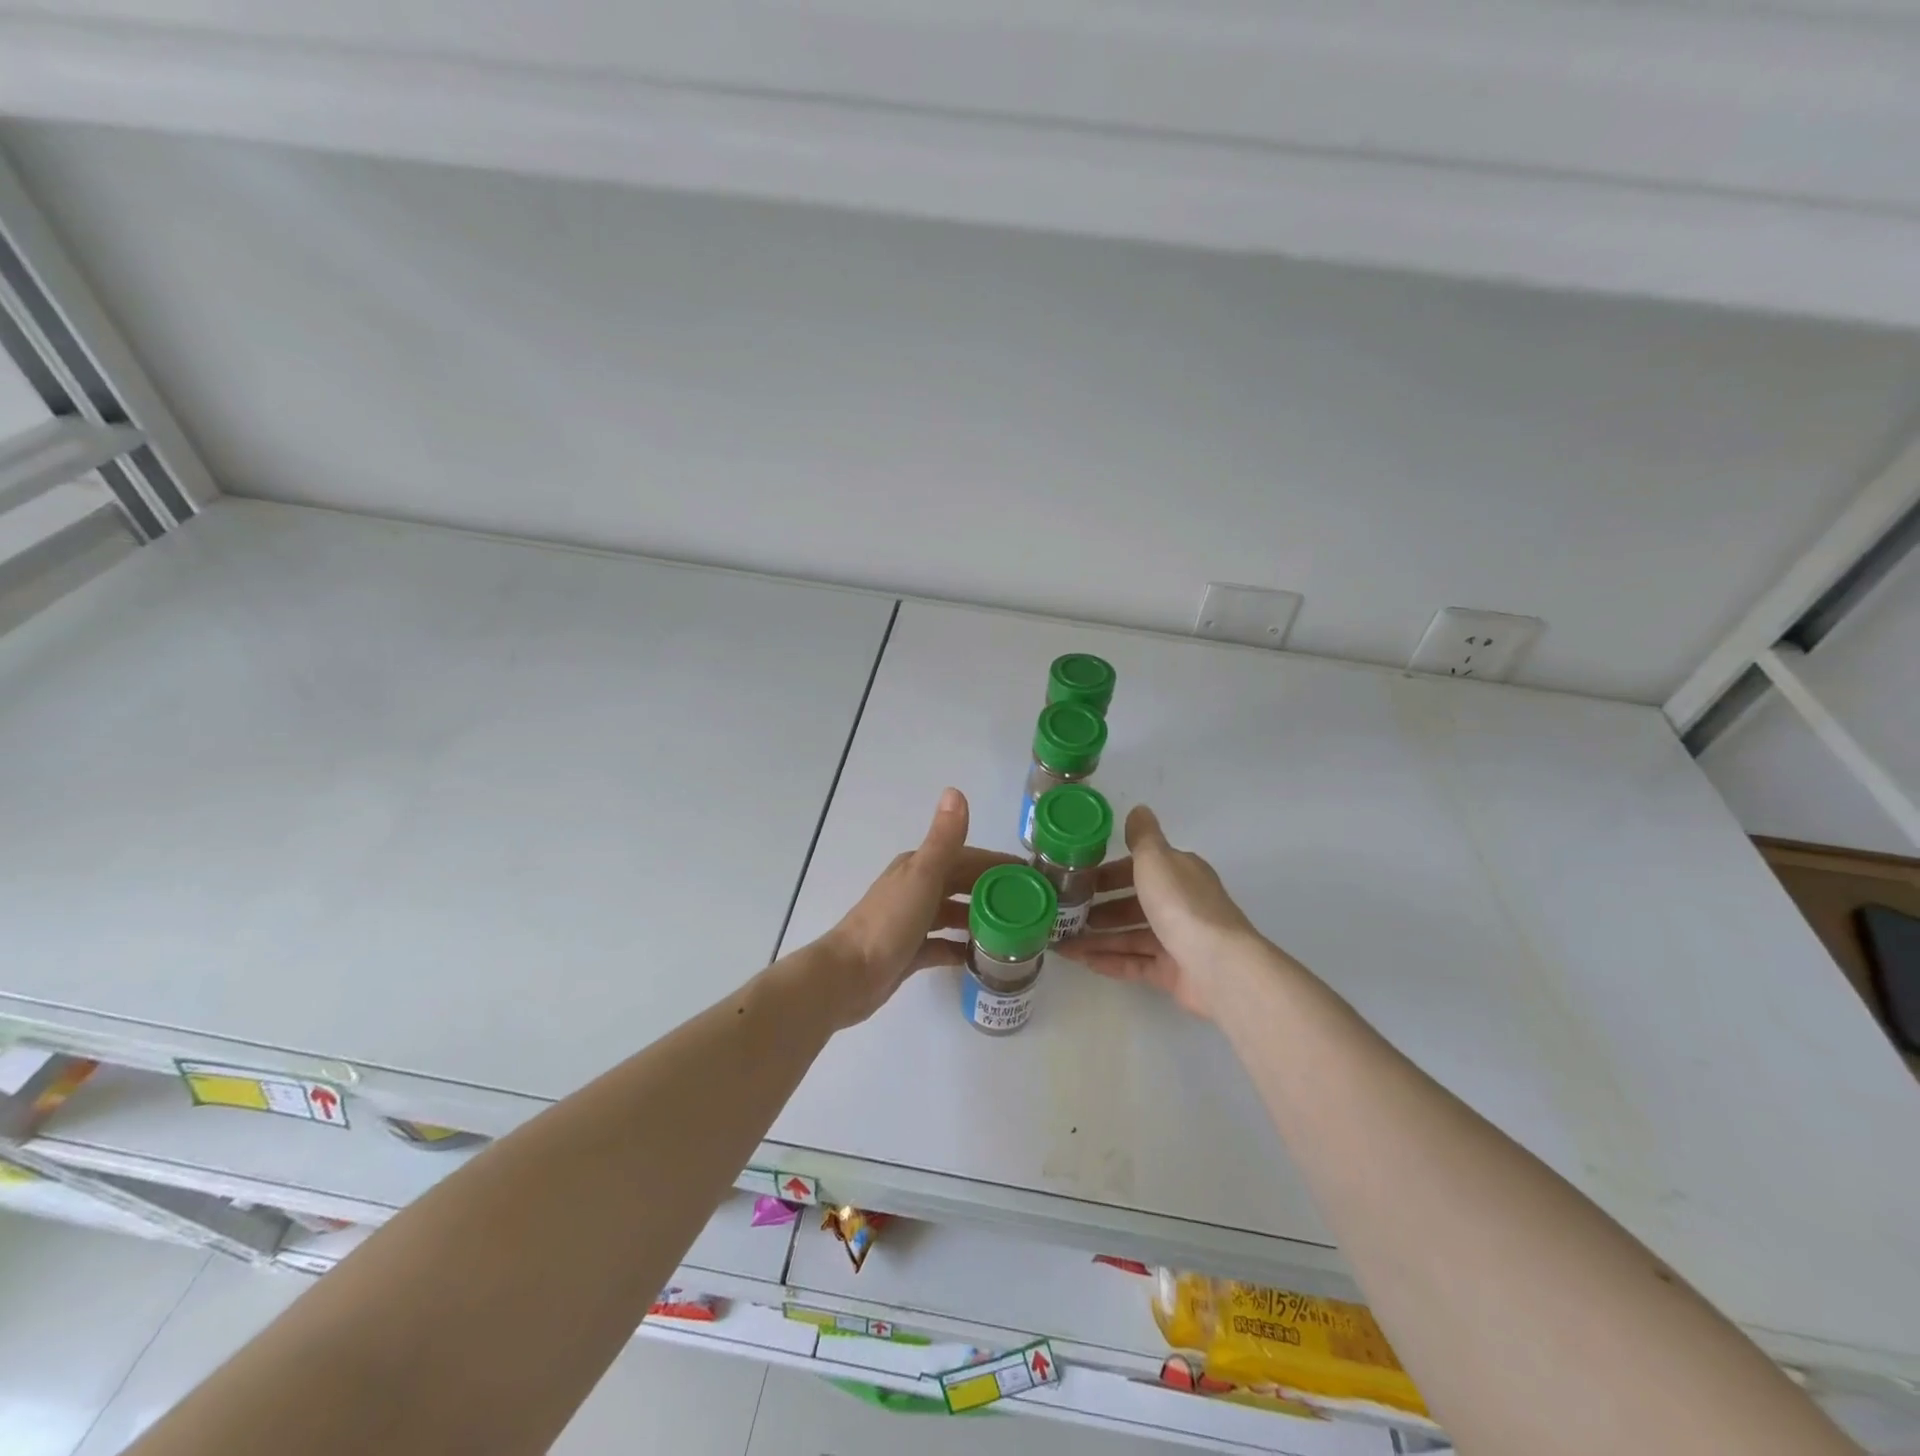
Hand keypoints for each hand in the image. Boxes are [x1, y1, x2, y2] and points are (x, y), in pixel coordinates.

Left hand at [814, 788, 1016, 1028]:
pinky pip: (943, 946)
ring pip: (954, 914)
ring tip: (1016, 934)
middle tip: (1032, 909)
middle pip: (962, 885)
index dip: (998, 864)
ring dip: (980, 920)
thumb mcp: (922, 876)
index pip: (968, 858)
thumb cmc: (889, 922)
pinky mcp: (910, 952)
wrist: (848, 976)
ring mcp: (912, 921)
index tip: (1034, 877)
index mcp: (919, 867)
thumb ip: (943, 838)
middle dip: (994, 892)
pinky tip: (984, 959)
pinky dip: (962, 949)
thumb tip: (956, 791)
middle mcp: (916, 889)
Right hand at [1057, 804, 1262, 1020]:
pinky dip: (1111, 961)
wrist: (1219, 966)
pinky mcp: (1174, 972)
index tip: (1078, 881)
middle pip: (1134, 904)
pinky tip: (1084, 962)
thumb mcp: (1156, 860)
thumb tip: (1138, 809)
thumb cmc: (1181, 905)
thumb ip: (1142, 837)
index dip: (1109, 874)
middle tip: (1066, 915)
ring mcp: (1178, 940)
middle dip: (1100, 909)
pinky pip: (1136, 964)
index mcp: (1179, 874)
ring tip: (1064, 944)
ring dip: (1098, 938)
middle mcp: (1180, 904)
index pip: (1139, 869)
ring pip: (1131, 936)